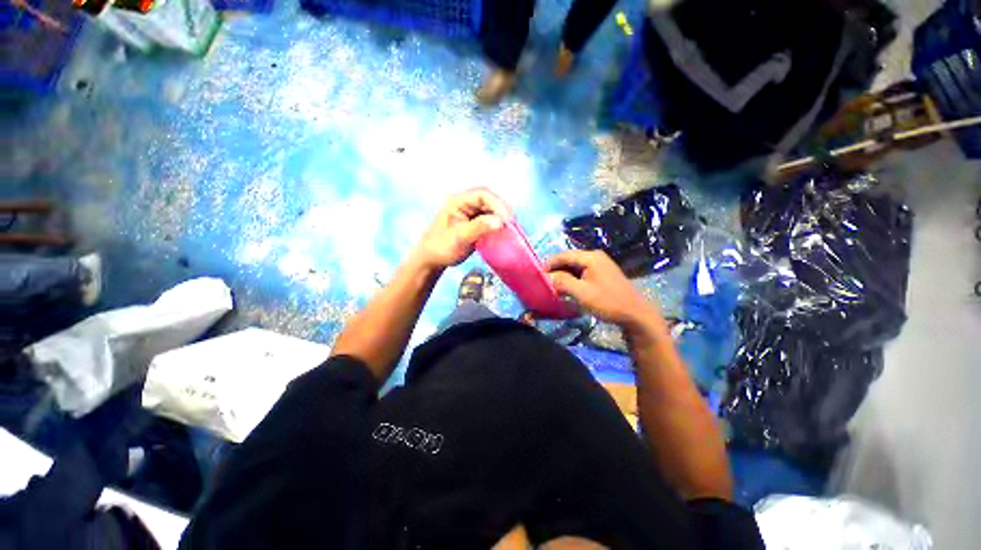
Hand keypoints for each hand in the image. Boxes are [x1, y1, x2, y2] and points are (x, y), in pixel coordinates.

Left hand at [413, 189, 509, 268]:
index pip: (483, 195)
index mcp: (458, 201)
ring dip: (501, 219)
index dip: (498, 205)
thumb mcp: (460, 237)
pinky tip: (502, 234)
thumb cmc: (441, 247)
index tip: (507, 219)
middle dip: (502, 211)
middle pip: (489, 201)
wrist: (432, 259)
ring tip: (509, 230)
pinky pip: (490, 220)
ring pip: (491, 211)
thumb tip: (500, 221)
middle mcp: (465, 204)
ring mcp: (470, 213)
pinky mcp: (474, 223)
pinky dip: (497, 226)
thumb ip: (479, 228)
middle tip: (512, 225)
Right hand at [546, 250, 662, 329]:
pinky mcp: (602, 273)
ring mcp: (600, 264)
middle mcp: (595, 256)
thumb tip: (547, 277)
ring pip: (574, 266)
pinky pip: (582, 272)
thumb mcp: (582, 293)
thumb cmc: (608, 302)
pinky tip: (567, 288)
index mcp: (590, 257)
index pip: (563, 255)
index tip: (537, 275)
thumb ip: (562, 282)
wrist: (635, 314)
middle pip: (568, 259)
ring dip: (563, 275)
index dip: (549, 264)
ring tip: (553, 286)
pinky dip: (572, 278)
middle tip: (544, 281)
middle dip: (555, 270)